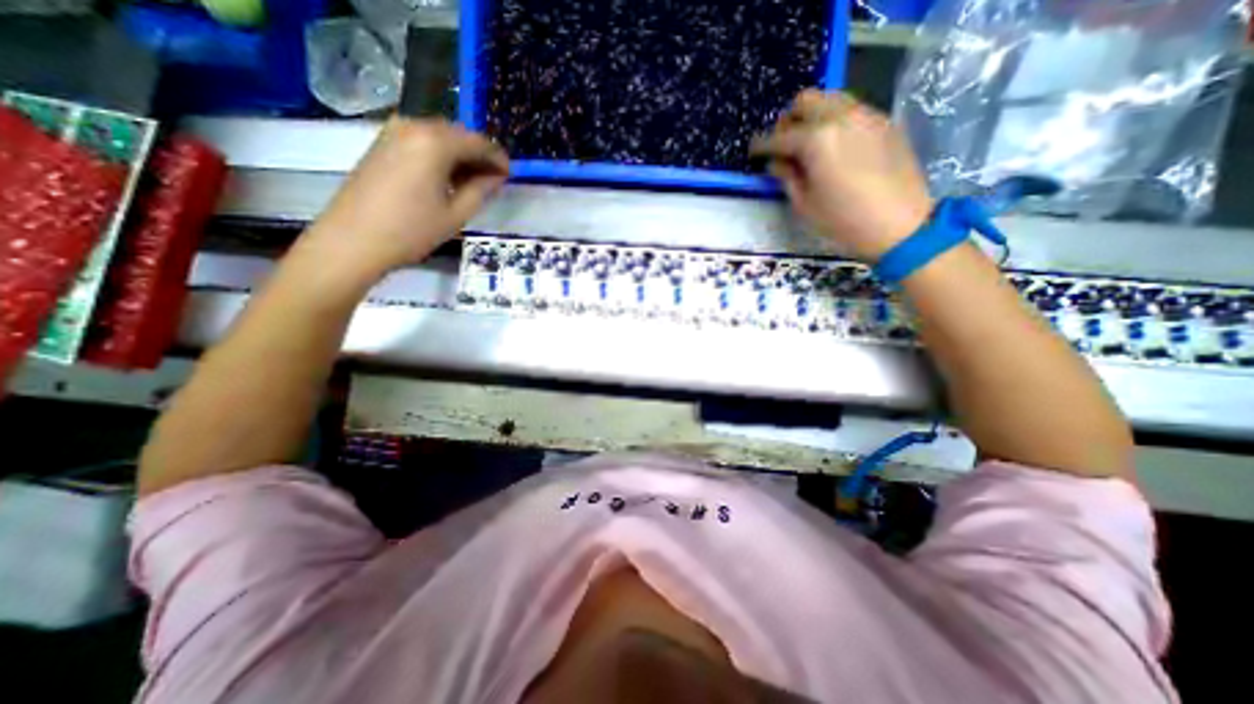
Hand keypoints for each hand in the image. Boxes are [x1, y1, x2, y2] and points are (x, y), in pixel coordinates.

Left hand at [305, 117, 504, 275]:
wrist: (353, 240)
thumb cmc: (412, 230)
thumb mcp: (456, 214)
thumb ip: (481, 190)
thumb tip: (496, 176)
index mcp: (435, 142)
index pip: (478, 142)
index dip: (497, 158)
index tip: (510, 174)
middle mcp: (414, 126)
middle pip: (458, 134)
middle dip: (479, 155)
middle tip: (493, 180)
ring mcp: (393, 132)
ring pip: (439, 137)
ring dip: (460, 155)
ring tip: (473, 182)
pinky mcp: (382, 143)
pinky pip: (421, 141)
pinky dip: (440, 155)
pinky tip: (447, 177)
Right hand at [753, 90, 928, 260]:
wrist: (900, 225)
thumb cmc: (843, 221)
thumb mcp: (804, 204)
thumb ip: (787, 176)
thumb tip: (775, 162)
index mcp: (816, 140)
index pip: (779, 137)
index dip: (761, 145)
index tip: (753, 152)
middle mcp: (841, 117)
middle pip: (806, 100)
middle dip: (788, 120)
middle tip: (782, 143)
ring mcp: (867, 115)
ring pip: (831, 98)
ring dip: (813, 116)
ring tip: (808, 143)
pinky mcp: (884, 122)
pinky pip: (852, 109)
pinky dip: (835, 120)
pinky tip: (834, 146)